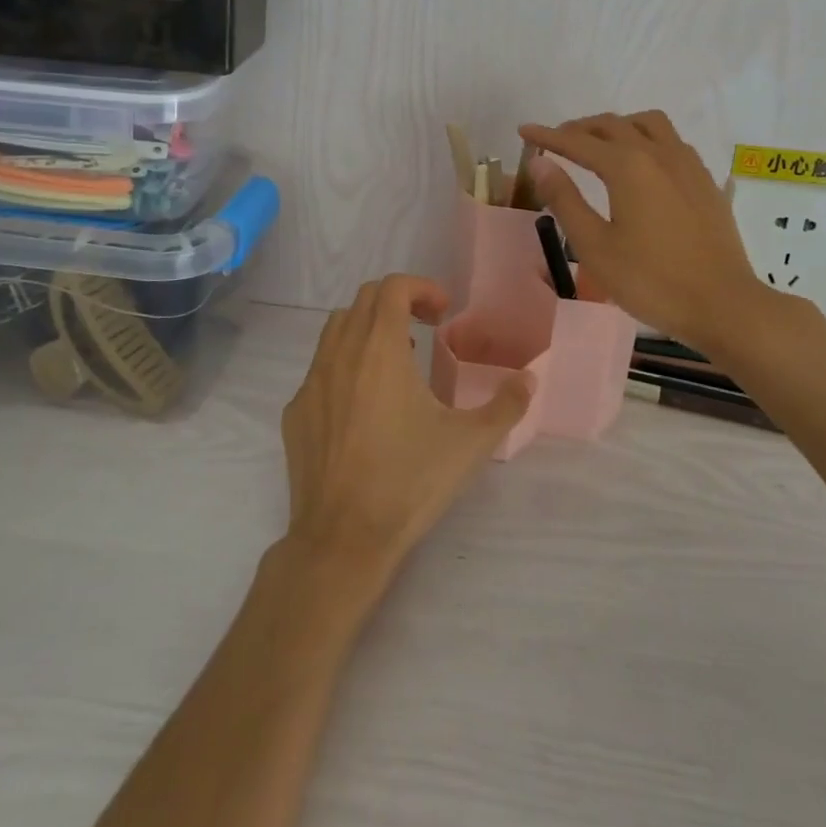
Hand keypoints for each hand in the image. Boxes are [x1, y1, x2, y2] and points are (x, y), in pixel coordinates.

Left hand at [281, 274, 530, 578]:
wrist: (342, 539)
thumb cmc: (409, 482)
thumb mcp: (471, 443)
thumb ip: (506, 404)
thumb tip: (529, 378)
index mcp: (380, 350)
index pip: (392, 287)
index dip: (421, 288)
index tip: (443, 312)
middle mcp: (340, 355)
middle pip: (363, 300)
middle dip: (398, 301)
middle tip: (427, 328)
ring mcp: (311, 383)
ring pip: (336, 329)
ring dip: (369, 328)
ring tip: (397, 360)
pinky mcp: (296, 412)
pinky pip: (319, 369)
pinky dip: (345, 365)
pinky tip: (365, 405)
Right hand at [518, 111, 776, 352]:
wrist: (723, 304)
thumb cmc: (651, 281)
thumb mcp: (595, 246)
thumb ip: (565, 200)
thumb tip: (538, 162)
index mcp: (628, 167)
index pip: (578, 141)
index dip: (548, 135)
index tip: (524, 130)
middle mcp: (658, 154)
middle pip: (613, 125)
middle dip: (580, 128)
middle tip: (556, 142)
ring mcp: (687, 165)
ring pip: (648, 124)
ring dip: (618, 126)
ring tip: (600, 144)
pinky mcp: (705, 181)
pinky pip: (671, 141)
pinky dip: (646, 138)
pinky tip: (643, 163)